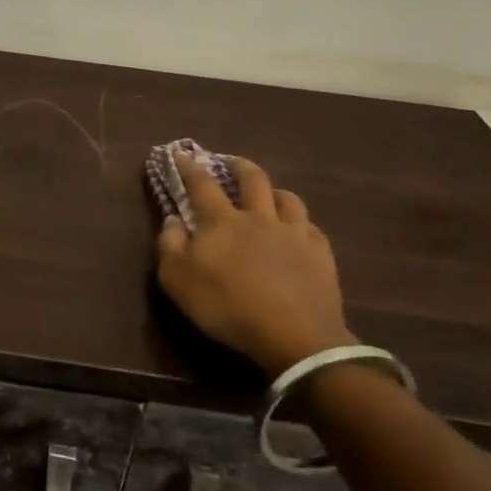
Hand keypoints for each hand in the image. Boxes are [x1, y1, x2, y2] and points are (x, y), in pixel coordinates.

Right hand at [156, 152, 355, 377]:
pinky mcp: (321, 255)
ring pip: (288, 198)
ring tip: (271, 194)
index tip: (181, 153)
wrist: (294, 336)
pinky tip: (300, 232)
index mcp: (222, 221)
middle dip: (239, 166)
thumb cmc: (227, 306)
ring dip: (276, 192)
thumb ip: (169, 244)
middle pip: (252, 179)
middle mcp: (259, 217)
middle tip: (231, 161)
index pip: (201, 184)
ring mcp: (294, 234)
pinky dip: (302, 224)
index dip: (189, 166)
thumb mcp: (178, 280)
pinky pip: (312, 228)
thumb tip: (172, 219)